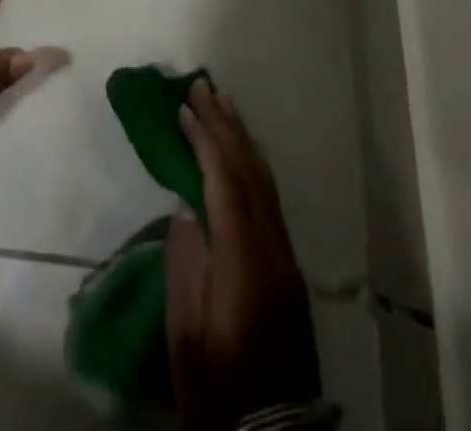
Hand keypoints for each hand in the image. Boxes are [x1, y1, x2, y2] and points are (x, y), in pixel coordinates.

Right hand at [167, 80, 321, 429]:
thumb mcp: (185, 333)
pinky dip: (252, 163)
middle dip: (224, 126)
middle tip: (202, 86)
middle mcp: (272, 251)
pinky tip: (241, 150)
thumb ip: (185, 263)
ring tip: (222, 104)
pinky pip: (269, 198)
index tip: (183, 108)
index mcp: (244, 264)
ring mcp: (285, 257)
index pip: (225, 185)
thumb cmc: (215, 385)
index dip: (205, 141)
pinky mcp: (288, 266)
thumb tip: (186, 207)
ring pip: (264, 182)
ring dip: (241, 138)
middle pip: (249, 174)